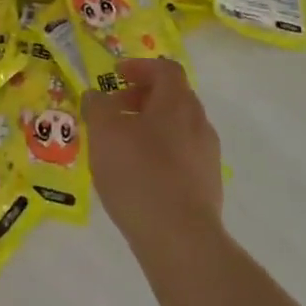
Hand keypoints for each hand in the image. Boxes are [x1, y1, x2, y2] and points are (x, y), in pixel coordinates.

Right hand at [82, 57, 223, 257]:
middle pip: (173, 97)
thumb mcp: (104, 132)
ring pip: (178, 128)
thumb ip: (98, 106)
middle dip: (143, 98)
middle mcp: (199, 123)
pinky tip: (139, 175)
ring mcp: (207, 156)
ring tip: (122, 146)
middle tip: (115, 111)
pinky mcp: (208, 186)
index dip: (140, 67)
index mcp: (177, 103)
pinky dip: (160, 154)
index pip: (165, 69)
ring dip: (151, 127)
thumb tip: (97, 95)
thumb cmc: (138, 174)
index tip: (116, 76)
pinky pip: (182, 156)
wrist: (180, 239)